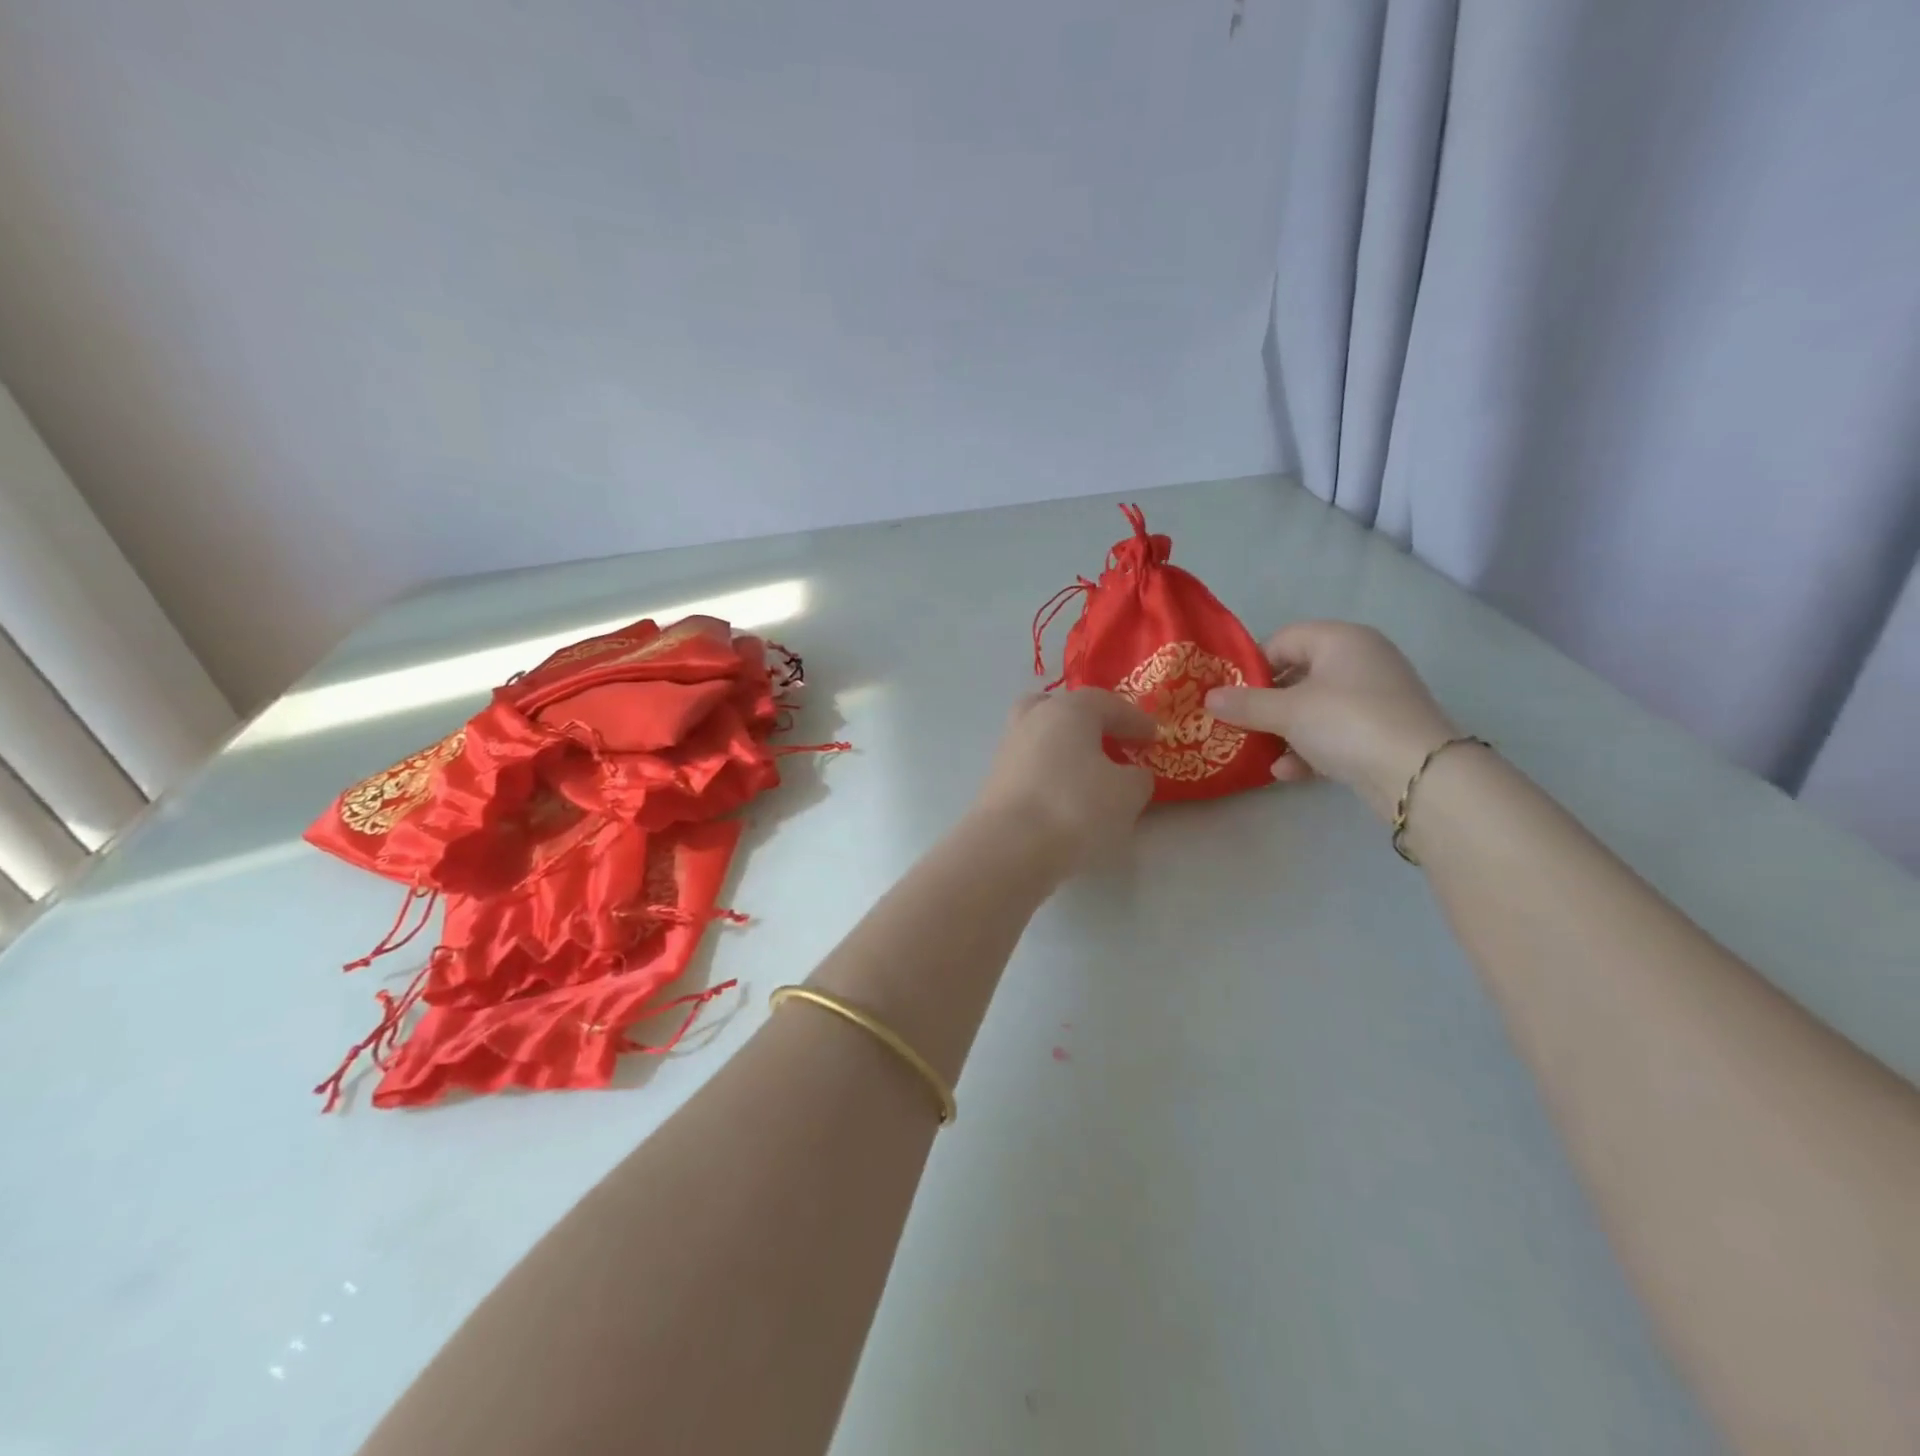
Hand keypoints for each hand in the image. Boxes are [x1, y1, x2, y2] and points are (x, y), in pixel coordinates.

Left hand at [968, 690, 1155, 872]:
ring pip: (1042, 736)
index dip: (1135, 719)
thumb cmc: (1075, 807)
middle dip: (1088, 722)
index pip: (1107, 703)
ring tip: (1090, 774)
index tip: (1154, 737)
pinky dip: (1050, 773)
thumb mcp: (1127, 793)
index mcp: (1067, 709)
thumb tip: (1131, 774)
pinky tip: (1065, 795)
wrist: (1009, 847)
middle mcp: (1032, 720)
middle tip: (1111, 742)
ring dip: (1066, 749)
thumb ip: (1138, 777)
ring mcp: (1008, 749)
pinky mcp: (995, 781)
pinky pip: (1031, 766)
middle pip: (1062, 709)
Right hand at [1205, 622, 1457, 821]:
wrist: (1418, 774)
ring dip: (1285, 731)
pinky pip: (1335, 732)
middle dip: (1267, 703)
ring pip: (1315, 708)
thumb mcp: (1287, 711)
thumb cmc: (1346, 722)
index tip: (1231, 695)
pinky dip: (1310, 749)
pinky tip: (1288, 773)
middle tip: (1239, 724)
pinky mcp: (1382, 731)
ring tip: (1260, 752)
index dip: (1253, 666)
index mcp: (1341, 639)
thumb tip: (1208, 697)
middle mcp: (1361, 660)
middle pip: (1298, 675)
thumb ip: (1245, 704)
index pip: (1284, 639)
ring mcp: (1375, 697)